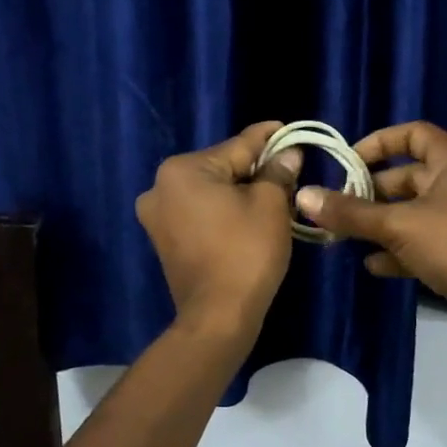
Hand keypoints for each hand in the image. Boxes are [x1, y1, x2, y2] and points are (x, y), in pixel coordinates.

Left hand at [135, 122, 301, 340]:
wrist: (218, 317)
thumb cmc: (246, 253)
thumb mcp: (270, 205)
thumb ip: (277, 171)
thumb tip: (288, 153)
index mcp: (183, 169)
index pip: (238, 146)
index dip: (269, 138)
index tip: (289, 129)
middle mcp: (161, 186)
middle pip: (221, 167)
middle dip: (254, 168)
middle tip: (289, 170)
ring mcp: (157, 215)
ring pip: (210, 190)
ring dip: (239, 191)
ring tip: (274, 194)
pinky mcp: (163, 238)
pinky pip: (200, 212)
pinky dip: (223, 211)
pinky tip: (247, 216)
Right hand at [293, 121, 446, 347]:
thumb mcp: (398, 224)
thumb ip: (350, 212)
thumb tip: (304, 196)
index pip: (412, 134)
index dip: (378, 142)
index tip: (346, 162)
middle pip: (405, 177)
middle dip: (369, 191)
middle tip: (335, 207)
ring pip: (409, 214)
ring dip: (378, 225)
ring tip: (342, 237)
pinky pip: (419, 245)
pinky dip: (395, 252)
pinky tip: (371, 265)